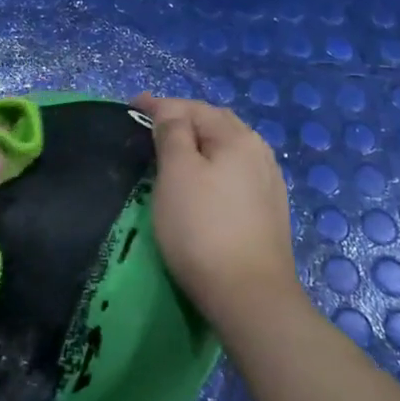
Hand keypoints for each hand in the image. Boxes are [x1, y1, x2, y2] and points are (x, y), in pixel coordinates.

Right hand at [135, 94, 302, 333]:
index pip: (192, 108)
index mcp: (236, 137)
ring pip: (227, 148)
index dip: (159, 104)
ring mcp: (268, 182)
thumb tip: (170, 112)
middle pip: (215, 123)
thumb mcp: (177, 174)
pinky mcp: (269, 210)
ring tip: (175, 147)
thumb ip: (172, 134)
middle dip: (183, 118)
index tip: (131, 105)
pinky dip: (214, 164)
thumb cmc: (202, 228)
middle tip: (151, 124)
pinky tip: (205, 178)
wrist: (250, 296)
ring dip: (200, 141)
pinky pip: (235, 171)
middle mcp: (259, 152)